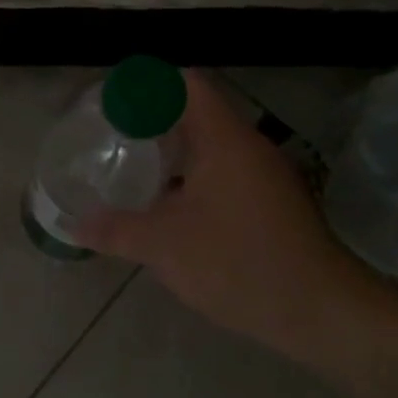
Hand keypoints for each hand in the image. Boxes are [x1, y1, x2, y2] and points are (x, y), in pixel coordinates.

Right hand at [76, 70, 391, 365]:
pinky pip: (227, 172)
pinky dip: (196, 177)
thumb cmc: (239, 263)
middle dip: (155, 119)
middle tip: (115, 134)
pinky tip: (173, 206)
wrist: (323, 313)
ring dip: (176, 151)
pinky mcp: (275, 204)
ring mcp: (267, 176)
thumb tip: (74, 225)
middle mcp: (249, 147)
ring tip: (136, 167)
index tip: (115, 101)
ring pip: (213, 146)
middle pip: (198, 112)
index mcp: (224, 139)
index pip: (186, 84)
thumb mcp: (164, 246)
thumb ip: (115, 230)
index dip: (148, 84)